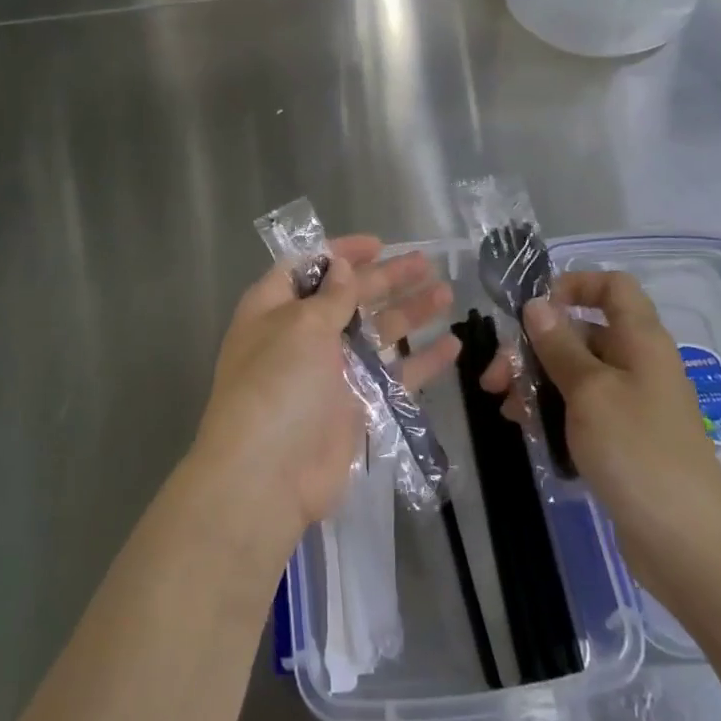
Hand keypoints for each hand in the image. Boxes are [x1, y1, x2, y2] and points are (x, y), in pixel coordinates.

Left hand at [191, 238, 459, 554]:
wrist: (268, 477)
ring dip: (410, 312)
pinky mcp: (358, 406)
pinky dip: (422, 362)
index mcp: (276, 309)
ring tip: (446, 293)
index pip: (310, 268)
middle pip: (350, 297)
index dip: (342, 252)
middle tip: (426, 262)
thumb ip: (330, 297)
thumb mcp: (300, 327)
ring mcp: (332, 372)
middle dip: (386, 278)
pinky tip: (452, 345)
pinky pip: (395, 376)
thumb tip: (343, 267)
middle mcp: (303, 336)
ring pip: (378, 333)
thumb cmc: (277, 385)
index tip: (377, 244)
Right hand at [482, 269, 720, 602]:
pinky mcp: (621, 438)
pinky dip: (551, 410)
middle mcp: (637, 363)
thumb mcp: (589, 391)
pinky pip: (580, 407)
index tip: (535, 309)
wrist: (687, 545)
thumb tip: (537, 304)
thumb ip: (558, 345)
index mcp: (640, 340)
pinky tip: (524, 427)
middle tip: (496, 376)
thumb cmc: (637, 452)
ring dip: (535, 380)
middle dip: (534, 345)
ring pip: (574, 372)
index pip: (613, 286)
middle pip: (581, 331)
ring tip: (504, 407)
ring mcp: (630, 403)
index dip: (574, 285)